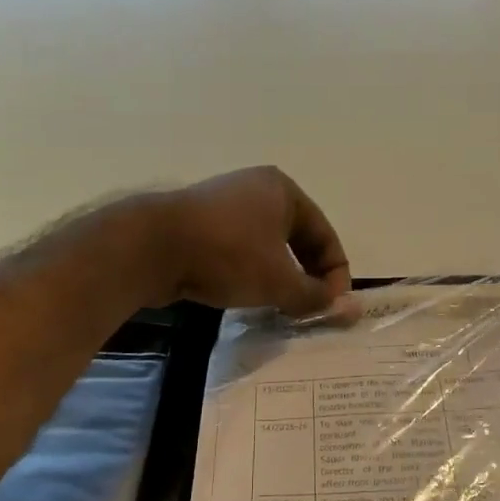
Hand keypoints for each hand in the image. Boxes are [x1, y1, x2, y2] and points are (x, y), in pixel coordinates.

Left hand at [144, 166, 354, 316]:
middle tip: (308, 310)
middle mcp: (257, 190)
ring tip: (278, 308)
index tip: (332, 308)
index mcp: (284, 191)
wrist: (151, 247)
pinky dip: (250, 273)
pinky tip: (245, 297)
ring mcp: (225, 204)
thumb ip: (316, 296)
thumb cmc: (228, 255)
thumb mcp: (279, 281)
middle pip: (297, 240)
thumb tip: (348, 308)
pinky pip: (239, 250)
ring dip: (278, 278)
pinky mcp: (199, 224)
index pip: (325, 236)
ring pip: (267, 247)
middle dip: (306, 277)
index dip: (335, 275)